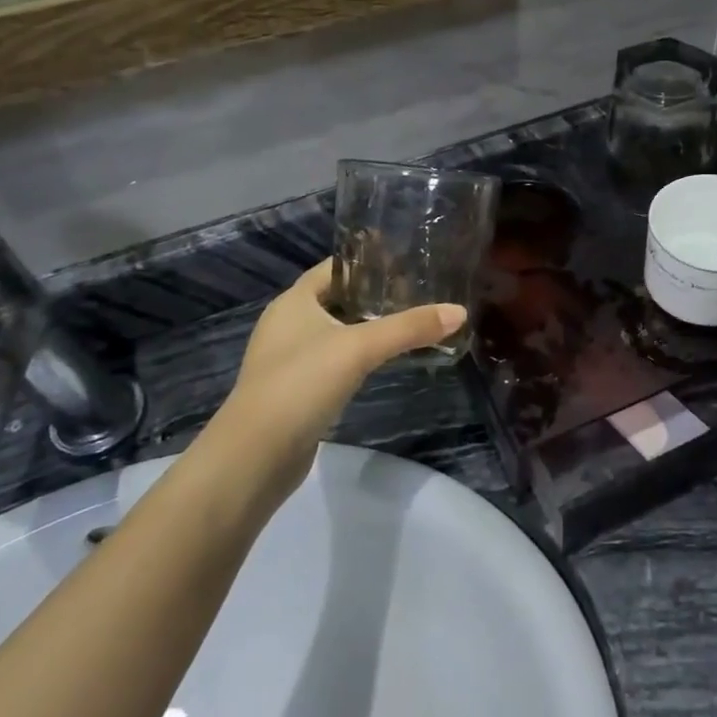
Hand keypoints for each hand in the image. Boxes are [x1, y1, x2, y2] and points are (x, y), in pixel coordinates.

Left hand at [211, 262, 463, 505]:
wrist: (256, 455)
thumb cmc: (301, 384)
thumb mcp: (359, 348)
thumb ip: (409, 328)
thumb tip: (460, 311)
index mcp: (294, 302)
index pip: (334, 268)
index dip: (367, 261)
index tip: (405, 260)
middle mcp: (287, 324)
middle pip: (336, 299)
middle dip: (373, 295)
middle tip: (417, 293)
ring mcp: (289, 360)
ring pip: (335, 332)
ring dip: (366, 328)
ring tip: (407, 324)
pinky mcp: (296, 391)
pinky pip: (332, 361)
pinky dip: (357, 357)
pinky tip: (382, 363)